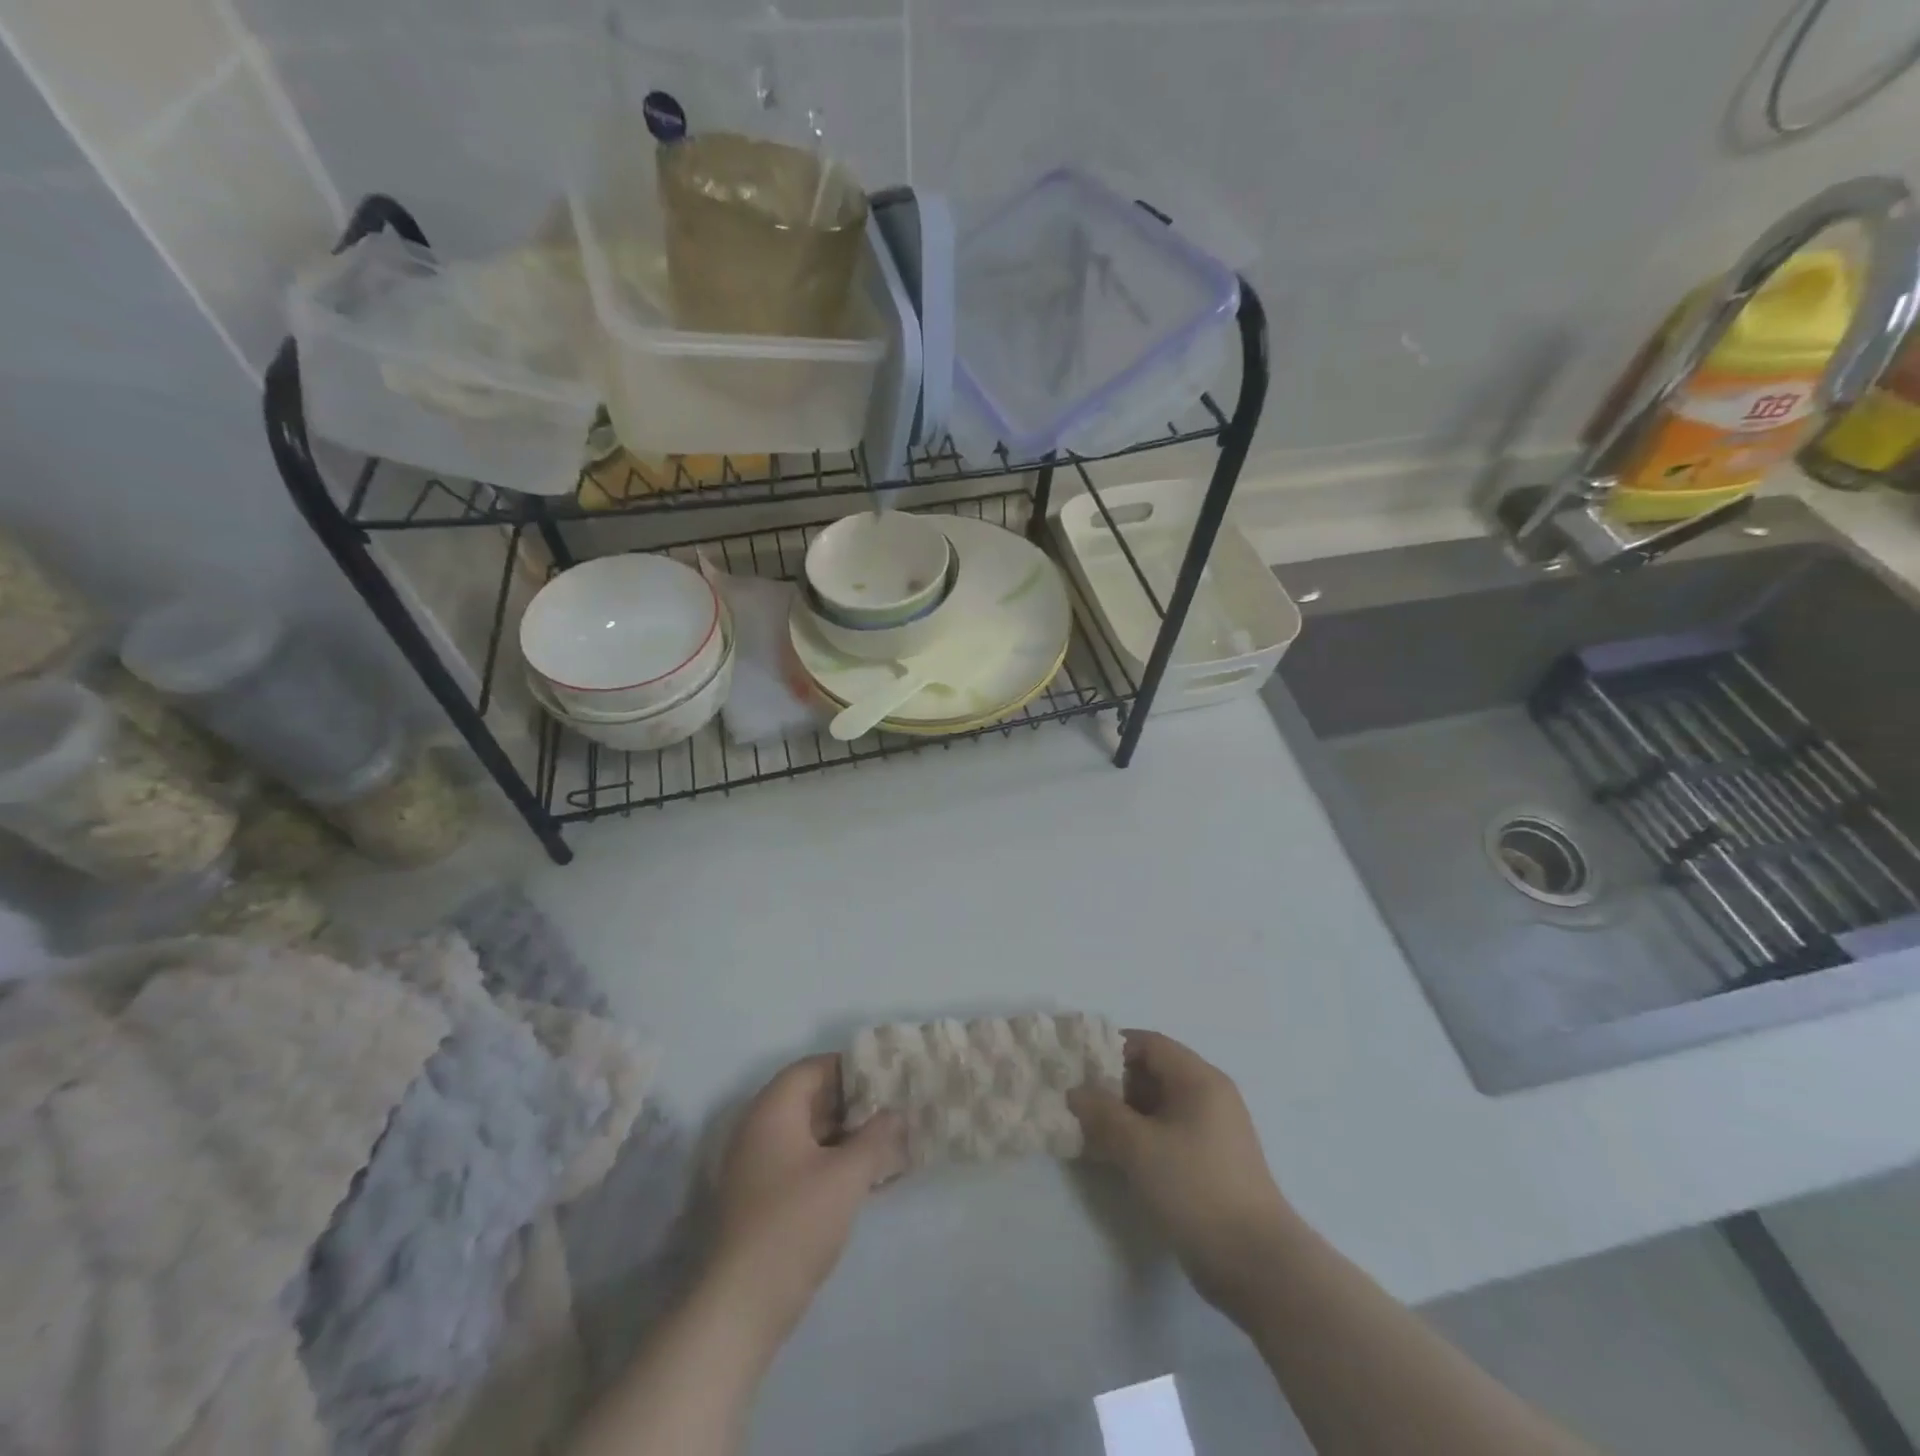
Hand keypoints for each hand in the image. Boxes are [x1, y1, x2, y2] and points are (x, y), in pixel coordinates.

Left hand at [707, 1055, 905, 1344]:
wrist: (742, 1304)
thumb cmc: (796, 1223)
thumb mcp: (846, 1176)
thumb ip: (876, 1137)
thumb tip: (895, 1113)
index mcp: (773, 1110)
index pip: (813, 1068)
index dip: (850, 1067)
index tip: (885, 1076)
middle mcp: (759, 1128)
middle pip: (810, 1099)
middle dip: (852, 1103)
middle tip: (892, 1109)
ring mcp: (757, 1165)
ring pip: (808, 1134)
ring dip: (846, 1136)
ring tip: (888, 1142)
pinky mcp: (762, 1198)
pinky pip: (802, 1162)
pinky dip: (832, 1162)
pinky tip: (866, 1178)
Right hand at [1069, 1031, 1293, 1322]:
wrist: (1257, 1265)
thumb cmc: (1196, 1189)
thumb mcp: (1140, 1148)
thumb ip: (1103, 1114)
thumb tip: (1076, 1092)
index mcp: (1199, 1079)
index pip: (1149, 1044)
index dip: (1111, 1048)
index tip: (1078, 1065)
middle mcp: (1209, 1097)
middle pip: (1154, 1072)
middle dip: (1113, 1083)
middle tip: (1077, 1101)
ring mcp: (1212, 1132)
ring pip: (1159, 1107)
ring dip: (1124, 1114)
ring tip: (1088, 1130)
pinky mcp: (1210, 1164)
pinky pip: (1167, 1134)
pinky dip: (1140, 1137)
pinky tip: (1114, 1156)